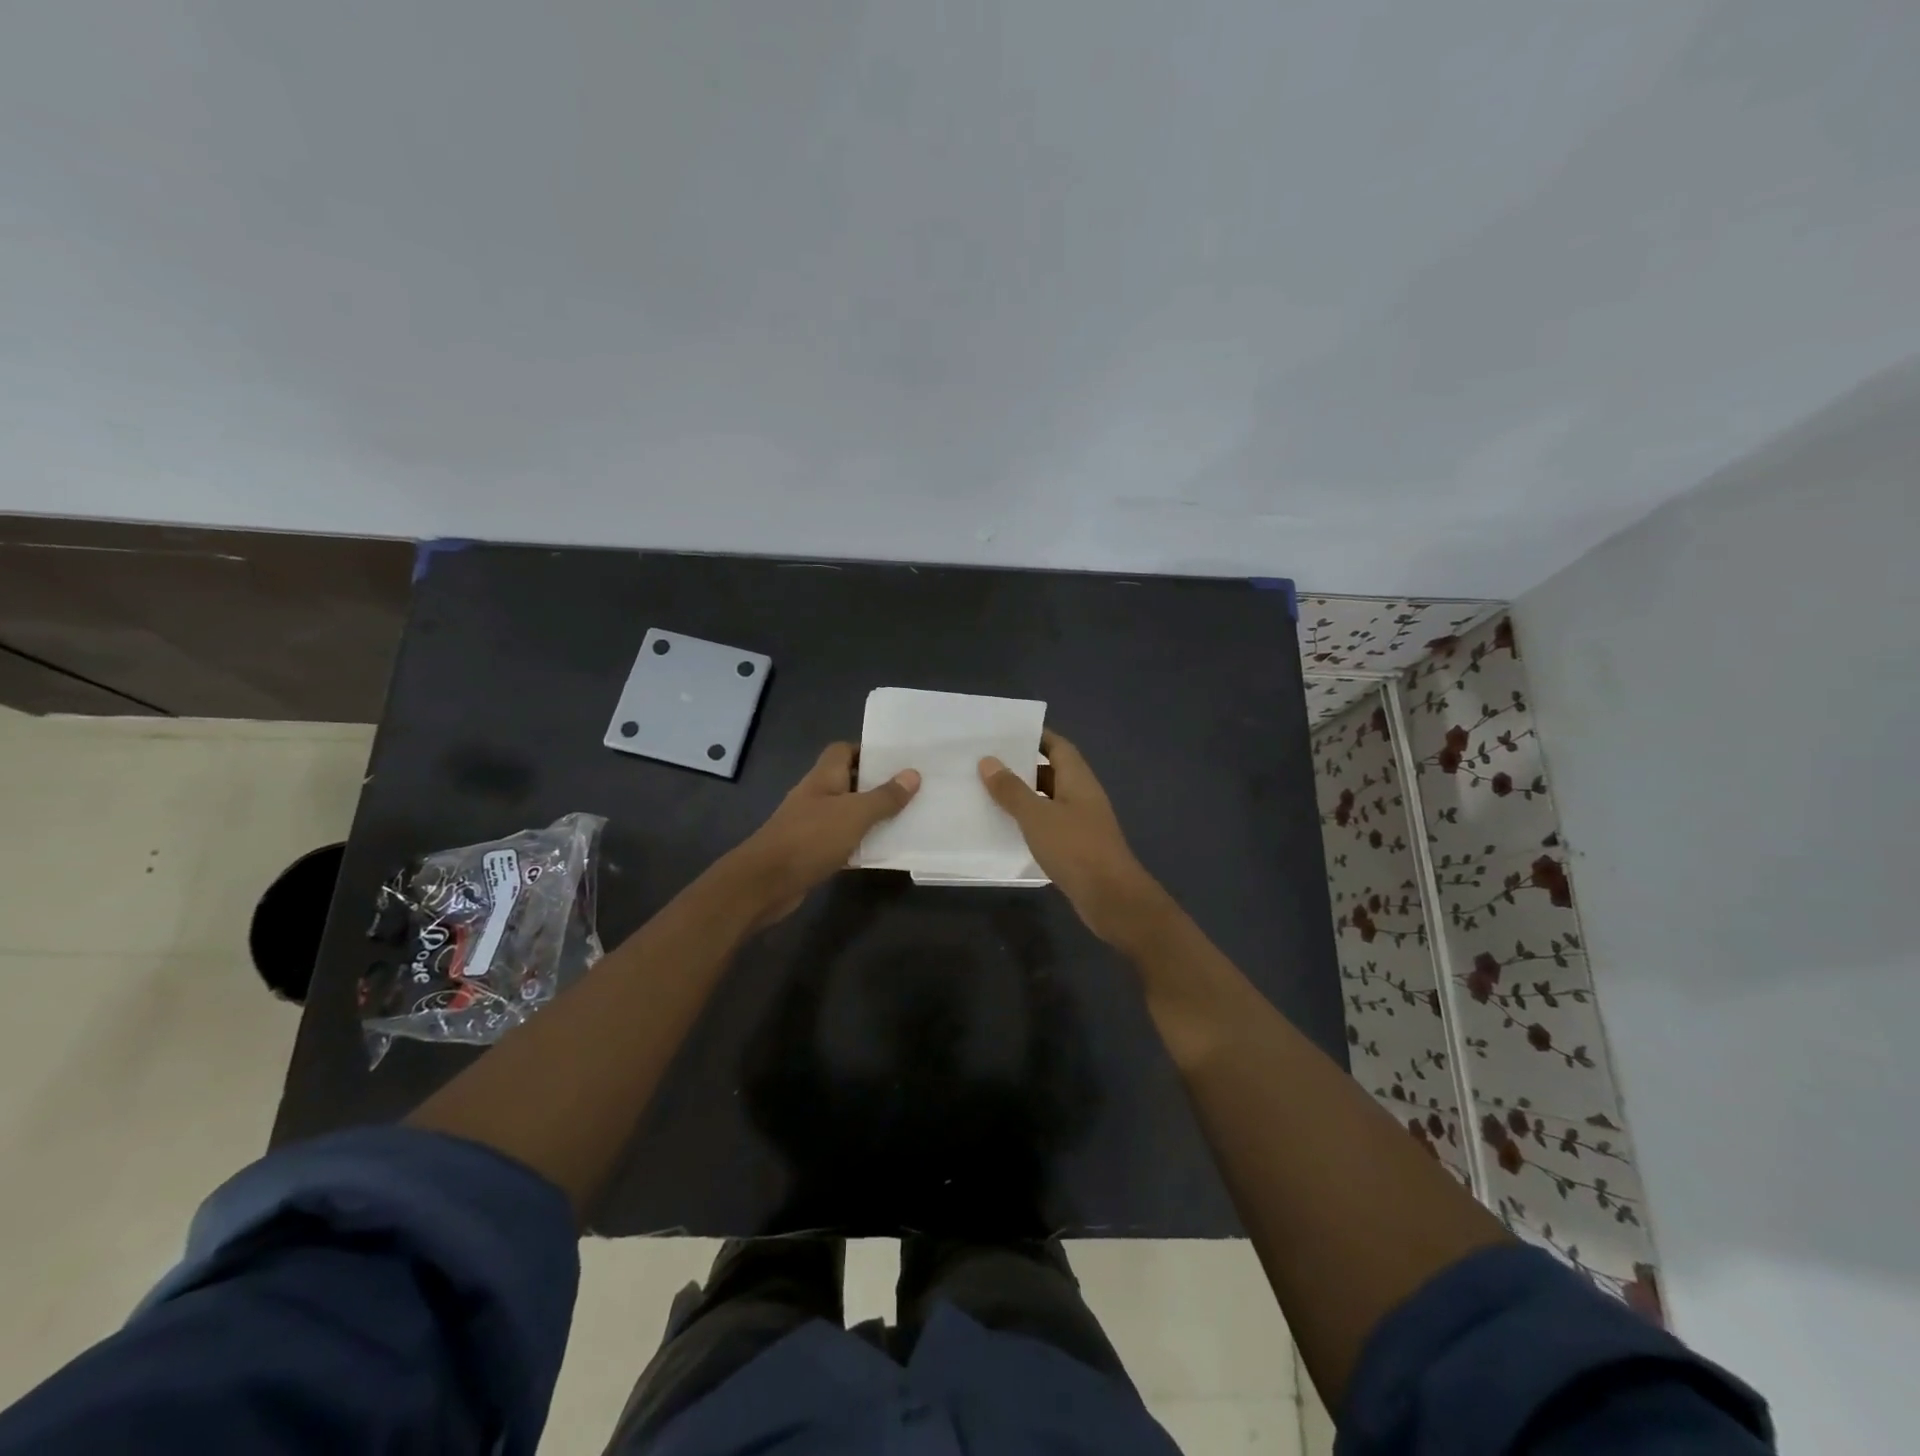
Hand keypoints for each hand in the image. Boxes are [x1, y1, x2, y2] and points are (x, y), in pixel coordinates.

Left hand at [730, 742, 918, 921]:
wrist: (765, 883)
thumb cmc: (811, 838)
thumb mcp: (855, 814)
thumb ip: (885, 796)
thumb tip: (912, 774)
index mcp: (824, 777)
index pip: (843, 750)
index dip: (868, 751)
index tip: (897, 761)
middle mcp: (816, 795)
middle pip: (848, 781)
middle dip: (876, 785)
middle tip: (910, 790)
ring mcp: (811, 824)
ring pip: (847, 812)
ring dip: (870, 816)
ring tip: (905, 818)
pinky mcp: (811, 851)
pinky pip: (842, 840)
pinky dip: (859, 843)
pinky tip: (881, 851)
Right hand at [979, 730, 1168, 948]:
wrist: (1111, 897)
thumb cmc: (1075, 848)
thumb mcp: (1037, 816)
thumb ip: (1012, 789)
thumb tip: (988, 761)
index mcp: (1078, 779)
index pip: (1058, 746)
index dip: (1036, 736)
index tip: (1006, 732)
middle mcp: (1082, 795)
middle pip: (1052, 772)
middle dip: (1023, 766)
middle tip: (987, 762)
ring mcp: (1081, 822)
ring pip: (1049, 800)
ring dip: (1024, 796)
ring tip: (988, 791)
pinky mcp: (1077, 847)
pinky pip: (1049, 824)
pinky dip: (1030, 821)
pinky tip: (1006, 827)